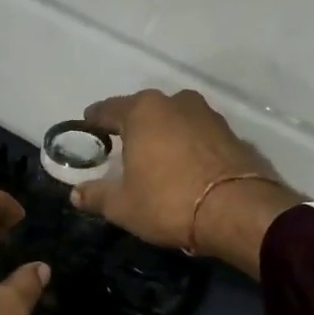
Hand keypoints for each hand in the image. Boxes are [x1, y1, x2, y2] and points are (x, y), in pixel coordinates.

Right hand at [70, 89, 301, 278]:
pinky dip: (189, 147)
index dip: (95, 120)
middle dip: (133, 127)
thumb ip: (96, 196)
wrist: (238, 212)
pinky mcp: (233, 134)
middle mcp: (176, 103)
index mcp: (143, 111)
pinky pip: (199, 136)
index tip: (88, 127)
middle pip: (145, 111)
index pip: (108, 109)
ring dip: (164, 135)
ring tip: (156, 158)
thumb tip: (75, 193)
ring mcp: (208, 116)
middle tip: (122, 148)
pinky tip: (186, 168)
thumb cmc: (168, 203)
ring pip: (175, 121)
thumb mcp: (122, 206)